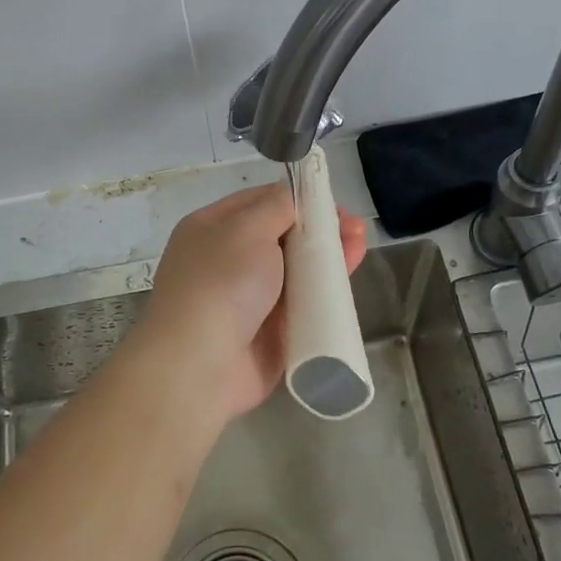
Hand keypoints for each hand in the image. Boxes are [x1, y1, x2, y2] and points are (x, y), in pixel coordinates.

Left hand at [137, 183, 366, 425]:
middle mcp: (229, 261)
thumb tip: (292, 195)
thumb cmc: (220, 283)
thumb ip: (276, 206)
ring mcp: (250, 299)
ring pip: (297, 271)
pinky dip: (326, 295)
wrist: (200, 366)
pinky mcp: (271, 333)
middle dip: (319, 228)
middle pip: (283, 236)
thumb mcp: (246, 229)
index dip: (296, 197)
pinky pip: (303, 307)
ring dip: (328, 258)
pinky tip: (348, 282)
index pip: (259, 202)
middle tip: (355, 227)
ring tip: (360, 245)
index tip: (330, 199)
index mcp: (212, 229)